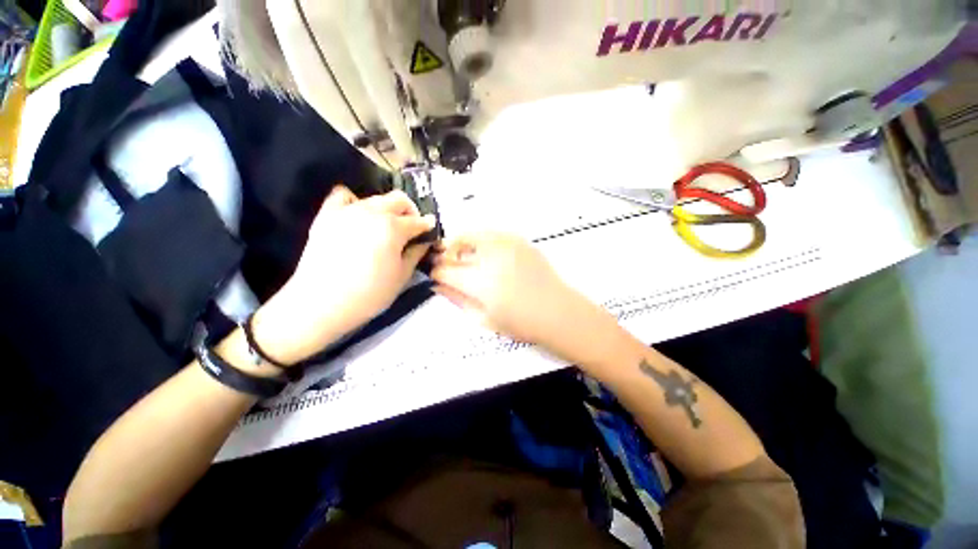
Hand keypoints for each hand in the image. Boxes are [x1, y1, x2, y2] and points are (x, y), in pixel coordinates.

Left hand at [253, 186, 435, 363]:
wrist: (321, 303)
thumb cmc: (369, 293)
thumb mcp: (402, 276)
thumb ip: (416, 253)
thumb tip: (424, 241)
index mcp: (394, 228)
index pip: (419, 221)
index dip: (428, 227)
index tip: (430, 232)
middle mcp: (373, 212)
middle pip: (399, 200)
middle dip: (411, 211)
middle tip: (412, 228)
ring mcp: (348, 210)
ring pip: (375, 198)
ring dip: (387, 208)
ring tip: (386, 226)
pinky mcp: (327, 215)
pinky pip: (343, 196)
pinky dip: (355, 201)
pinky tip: (357, 215)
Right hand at [431, 232, 614, 362]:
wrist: (557, 311)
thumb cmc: (520, 323)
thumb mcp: (483, 319)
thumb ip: (457, 300)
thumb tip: (437, 285)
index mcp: (480, 282)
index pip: (445, 270)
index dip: (436, 271)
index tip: (434, 274)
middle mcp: (491, 257)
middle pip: (455, 245)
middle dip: (444, 254)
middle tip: (446, 263)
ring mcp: (506, 245)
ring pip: (472, 233)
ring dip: (461, 244)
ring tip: (464, 257)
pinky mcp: (519, 240)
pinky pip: (491, 234)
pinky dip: (481, 241)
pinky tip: (486, 254)